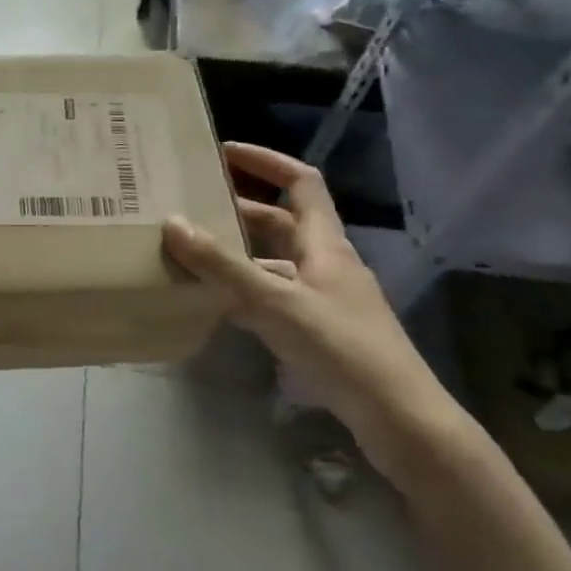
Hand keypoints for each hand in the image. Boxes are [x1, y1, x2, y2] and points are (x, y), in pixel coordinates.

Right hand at [162, 143, 463, 478]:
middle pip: (280, 222)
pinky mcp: (317, 329)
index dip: (266, 161)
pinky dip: (243, 291)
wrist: (398, 417)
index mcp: (324, 243)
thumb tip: (172, 223)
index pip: (300, 182)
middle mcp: (325, 262)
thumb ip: (223, 266)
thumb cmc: (341, 347)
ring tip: (191, 253)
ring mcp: (322, 298)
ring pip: (274, 262)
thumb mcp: (275, 302)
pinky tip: (214, 302)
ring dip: (237, 254)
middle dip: (237, 210)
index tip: (224, 153)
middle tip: (191, 207)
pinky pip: (272, 296)